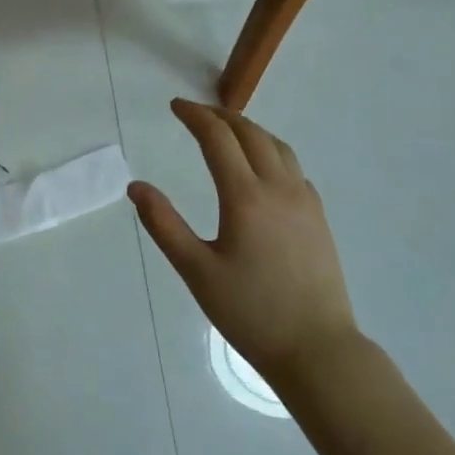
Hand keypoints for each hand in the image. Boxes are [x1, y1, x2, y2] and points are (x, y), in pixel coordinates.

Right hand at [129, 100, 356, 379]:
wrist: (317, 349)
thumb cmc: (250, 312)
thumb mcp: (196, 270)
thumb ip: (163, 224)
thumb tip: (136, 186)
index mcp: (246, 197)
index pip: (218, 139)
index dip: (195, 116)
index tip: (175, 106)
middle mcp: (279, 188)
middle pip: (251, 134)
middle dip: (221, 116)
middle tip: (195, 113)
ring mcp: (305, 202)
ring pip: (278, 146)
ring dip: (249, 129)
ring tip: (226, 130)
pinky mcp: (318, 217)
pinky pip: (293, 167)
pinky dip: (271, 150)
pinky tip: (261, 167)